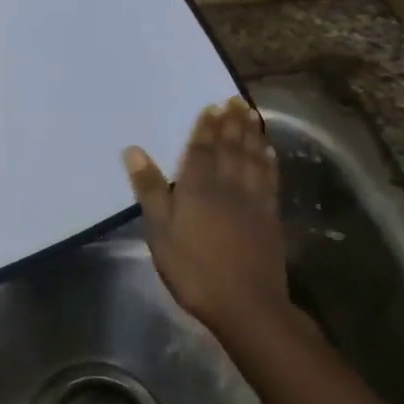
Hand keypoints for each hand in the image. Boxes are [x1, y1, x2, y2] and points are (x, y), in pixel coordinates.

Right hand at [124, 97, 292, 335]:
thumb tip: (133, 150)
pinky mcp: (270, 217)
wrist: (246, 304)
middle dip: (231, 123)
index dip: (205, 127)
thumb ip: (150, 190)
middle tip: (234, 99)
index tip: (212, 106)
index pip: (202, 150)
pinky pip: (269, 179)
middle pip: (230, 148)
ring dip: (251, 134)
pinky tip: (268, 152)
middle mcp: (228, 186)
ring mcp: (253, 201)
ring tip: (251, 114)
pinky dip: (268, 161)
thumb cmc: (194, 269)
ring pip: (252, 158)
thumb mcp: (160, 231)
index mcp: (198, 187)